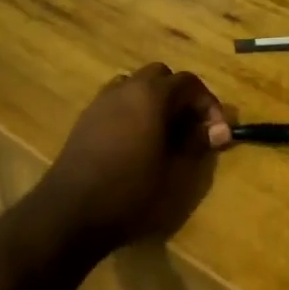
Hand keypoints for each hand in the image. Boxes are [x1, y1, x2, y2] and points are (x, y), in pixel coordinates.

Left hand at [36, 64, 232, 251]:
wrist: (71, 213)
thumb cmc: (131, 193)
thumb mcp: (175, 172)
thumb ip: (197, 144)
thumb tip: (217, 130)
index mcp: (151, 95)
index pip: (189, 83)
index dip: (209, 105)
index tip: (217, 133)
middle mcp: (125, 88)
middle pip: (161, 77)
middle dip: (181, 97)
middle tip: (192, 128)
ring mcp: (101, 102)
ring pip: (136, 86)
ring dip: (154, 101)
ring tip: (165, 133)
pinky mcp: (86, 119)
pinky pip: (117, 102)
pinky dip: (133, 111)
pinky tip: (137, 143)